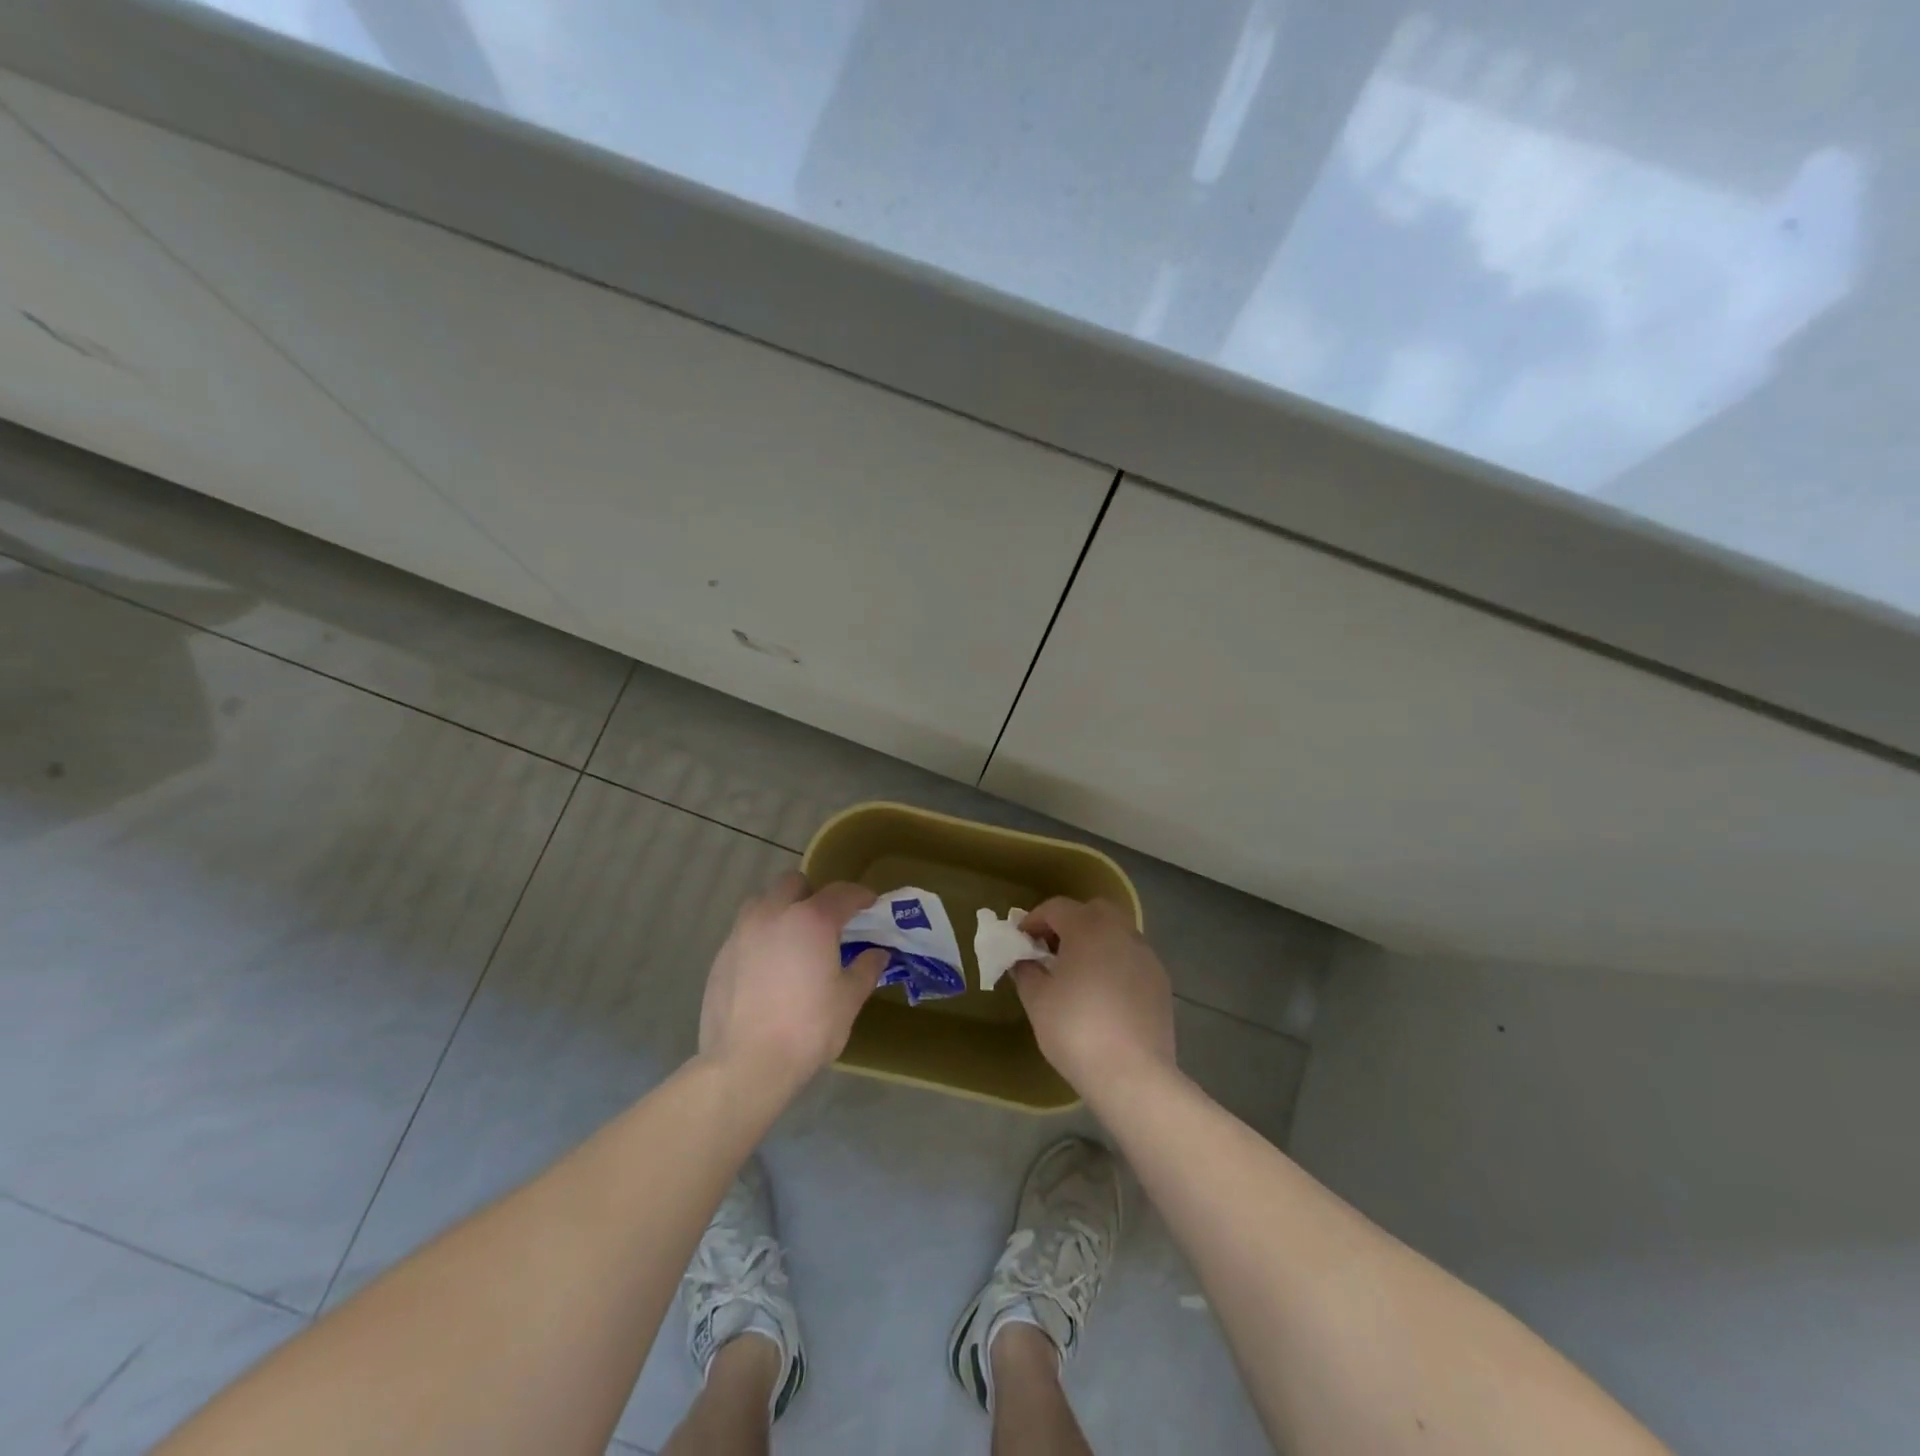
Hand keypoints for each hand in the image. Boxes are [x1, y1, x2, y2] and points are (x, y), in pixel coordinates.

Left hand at [698, 872, 886, 1095]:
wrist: (745, 1064)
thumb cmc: (806, 1029)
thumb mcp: (847, 1000)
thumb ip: (865, 970)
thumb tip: (878, 954)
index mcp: (811, 920)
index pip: (841, 892)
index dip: (860, 895)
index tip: (870, 904)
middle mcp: (773, 914)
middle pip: (793, 883)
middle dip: (812, 894)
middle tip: (826, 922)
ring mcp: (741, 933)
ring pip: (762, 902)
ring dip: (780, 910)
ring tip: (792, 940)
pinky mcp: (720, 956)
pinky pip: (745, 932)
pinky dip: (760, 938)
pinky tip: (768, 969)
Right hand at [1013, 897, 1176, 1097]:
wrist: (1132, 1074)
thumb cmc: (1076, 1030)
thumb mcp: (1037, 1000)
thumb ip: (1026, 971)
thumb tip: (1024, 961)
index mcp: (1087, 928)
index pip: (1056, 908)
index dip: (1034, 920)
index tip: (1021, 940)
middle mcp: (1120, 931)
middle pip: (1092, 911)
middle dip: (1069, 923)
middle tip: (1051, 950)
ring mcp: (1145, 955)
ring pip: (1116, 932)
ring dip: (1094, 941)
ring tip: (1078, 971)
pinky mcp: (1160, 980)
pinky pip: (1132, 957)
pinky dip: (1114, 961)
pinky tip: (1104, 992)